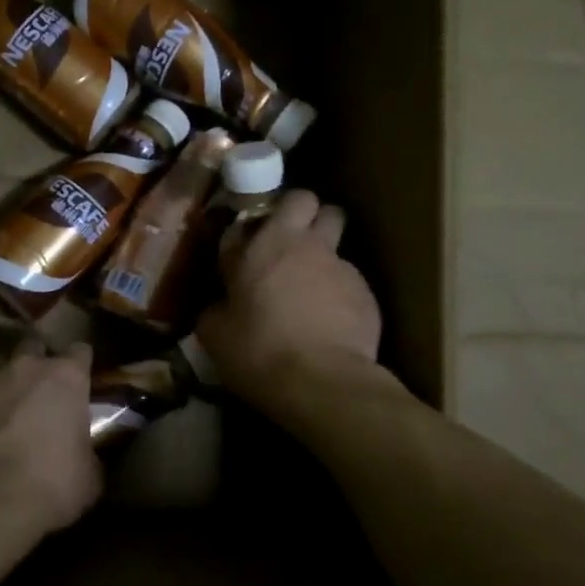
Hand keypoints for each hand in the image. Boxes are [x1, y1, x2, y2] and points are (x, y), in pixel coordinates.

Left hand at [0, 339, 103, 541]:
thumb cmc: (50, 484)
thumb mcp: (90, 475)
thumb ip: (89, 451)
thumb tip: (86, 454)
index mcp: (66, 376)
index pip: (80, 351)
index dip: (81, 366)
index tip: (82, 383)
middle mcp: (26, 366)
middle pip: (35, 347)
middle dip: (39, 363)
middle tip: (42, 393)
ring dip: (5, 381)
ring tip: (8, 408)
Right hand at [195, 190, 382, 408]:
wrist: (323, 384)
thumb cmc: (259, 351)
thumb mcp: (215, 333)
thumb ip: (216, 307)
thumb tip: (218, 304)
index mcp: (267, 242)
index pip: (274, 201)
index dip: (263, 218)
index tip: (252, 240)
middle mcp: (308, 244)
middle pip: (315, 203)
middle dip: (305, 215)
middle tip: (290, 244)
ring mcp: (343, 267)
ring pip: (337, 243)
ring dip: (323, 257)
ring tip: (310, 291)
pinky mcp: (368, 296)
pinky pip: (351, 283)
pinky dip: (339, 296)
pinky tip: (329, 326)